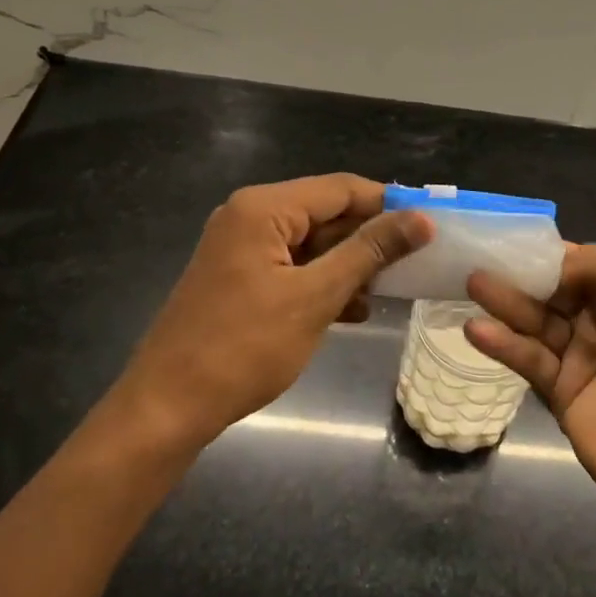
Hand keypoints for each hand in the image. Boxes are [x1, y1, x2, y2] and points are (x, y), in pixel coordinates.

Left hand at [108, 174, 432, 454]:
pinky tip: (353, 309)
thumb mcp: (315, 297)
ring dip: (349, 264)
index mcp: (264, 209)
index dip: (387, 204)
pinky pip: (292, 266)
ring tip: (389, 290)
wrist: (167, 408)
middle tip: (415, 262)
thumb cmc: (243, 348)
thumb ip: (369, 252)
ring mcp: (241, 247)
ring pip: (312, 242)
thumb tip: (421, 219)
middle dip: (368, 238)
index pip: (341, 188)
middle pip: (325, 212)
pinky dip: (322, 282)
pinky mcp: (239, 277)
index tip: (428, 226)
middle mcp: (250, 216)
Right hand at [467, 246, 595, 524]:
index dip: (547, 252)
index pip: (578, 263)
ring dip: (504, 302)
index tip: (510, 238)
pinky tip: (477, 330)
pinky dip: (502, 344)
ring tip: (472, 283)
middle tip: (479, 258)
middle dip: (518, 274)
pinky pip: (527, 359)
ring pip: (534, 321)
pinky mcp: (559, 392)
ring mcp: (579, 357)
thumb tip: (553, 265)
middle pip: (550, 290)